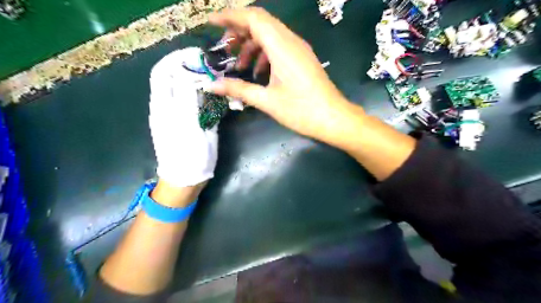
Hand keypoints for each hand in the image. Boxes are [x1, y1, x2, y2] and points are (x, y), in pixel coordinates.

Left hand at [148, 46, 217, 186]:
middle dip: (195, 69)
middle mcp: (170, 106)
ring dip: (206, 83)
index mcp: (163, 105)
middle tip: (215, 68)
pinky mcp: (194, 122)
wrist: (188, 179)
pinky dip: (211, 97)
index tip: (198, 55)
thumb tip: (188, 71)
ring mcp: (183, 114)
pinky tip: (223, 100)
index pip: (163, 71)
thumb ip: (186, 97)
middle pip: (178, 78)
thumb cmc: (186, 155)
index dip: (177, 59)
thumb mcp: (185, 125)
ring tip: (221, 82)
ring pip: (191, 90)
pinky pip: (201, 103)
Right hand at [207, 8, 362, 146]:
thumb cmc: (301, 110)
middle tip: (225, 49)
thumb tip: (211, 85)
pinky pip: (280, 47)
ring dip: (252, 45)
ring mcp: (300, 50)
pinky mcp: (303, 59)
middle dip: (239, 32)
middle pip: (261, 23)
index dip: (230, 17)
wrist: (334, 119)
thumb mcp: (267, 101)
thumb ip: (238, 89)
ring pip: (271, 36)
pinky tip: (259, 73)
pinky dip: (265, 54)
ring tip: (240, 66)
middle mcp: (292, 41)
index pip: (253, 18)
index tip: (211, 24)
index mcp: (282, 47)